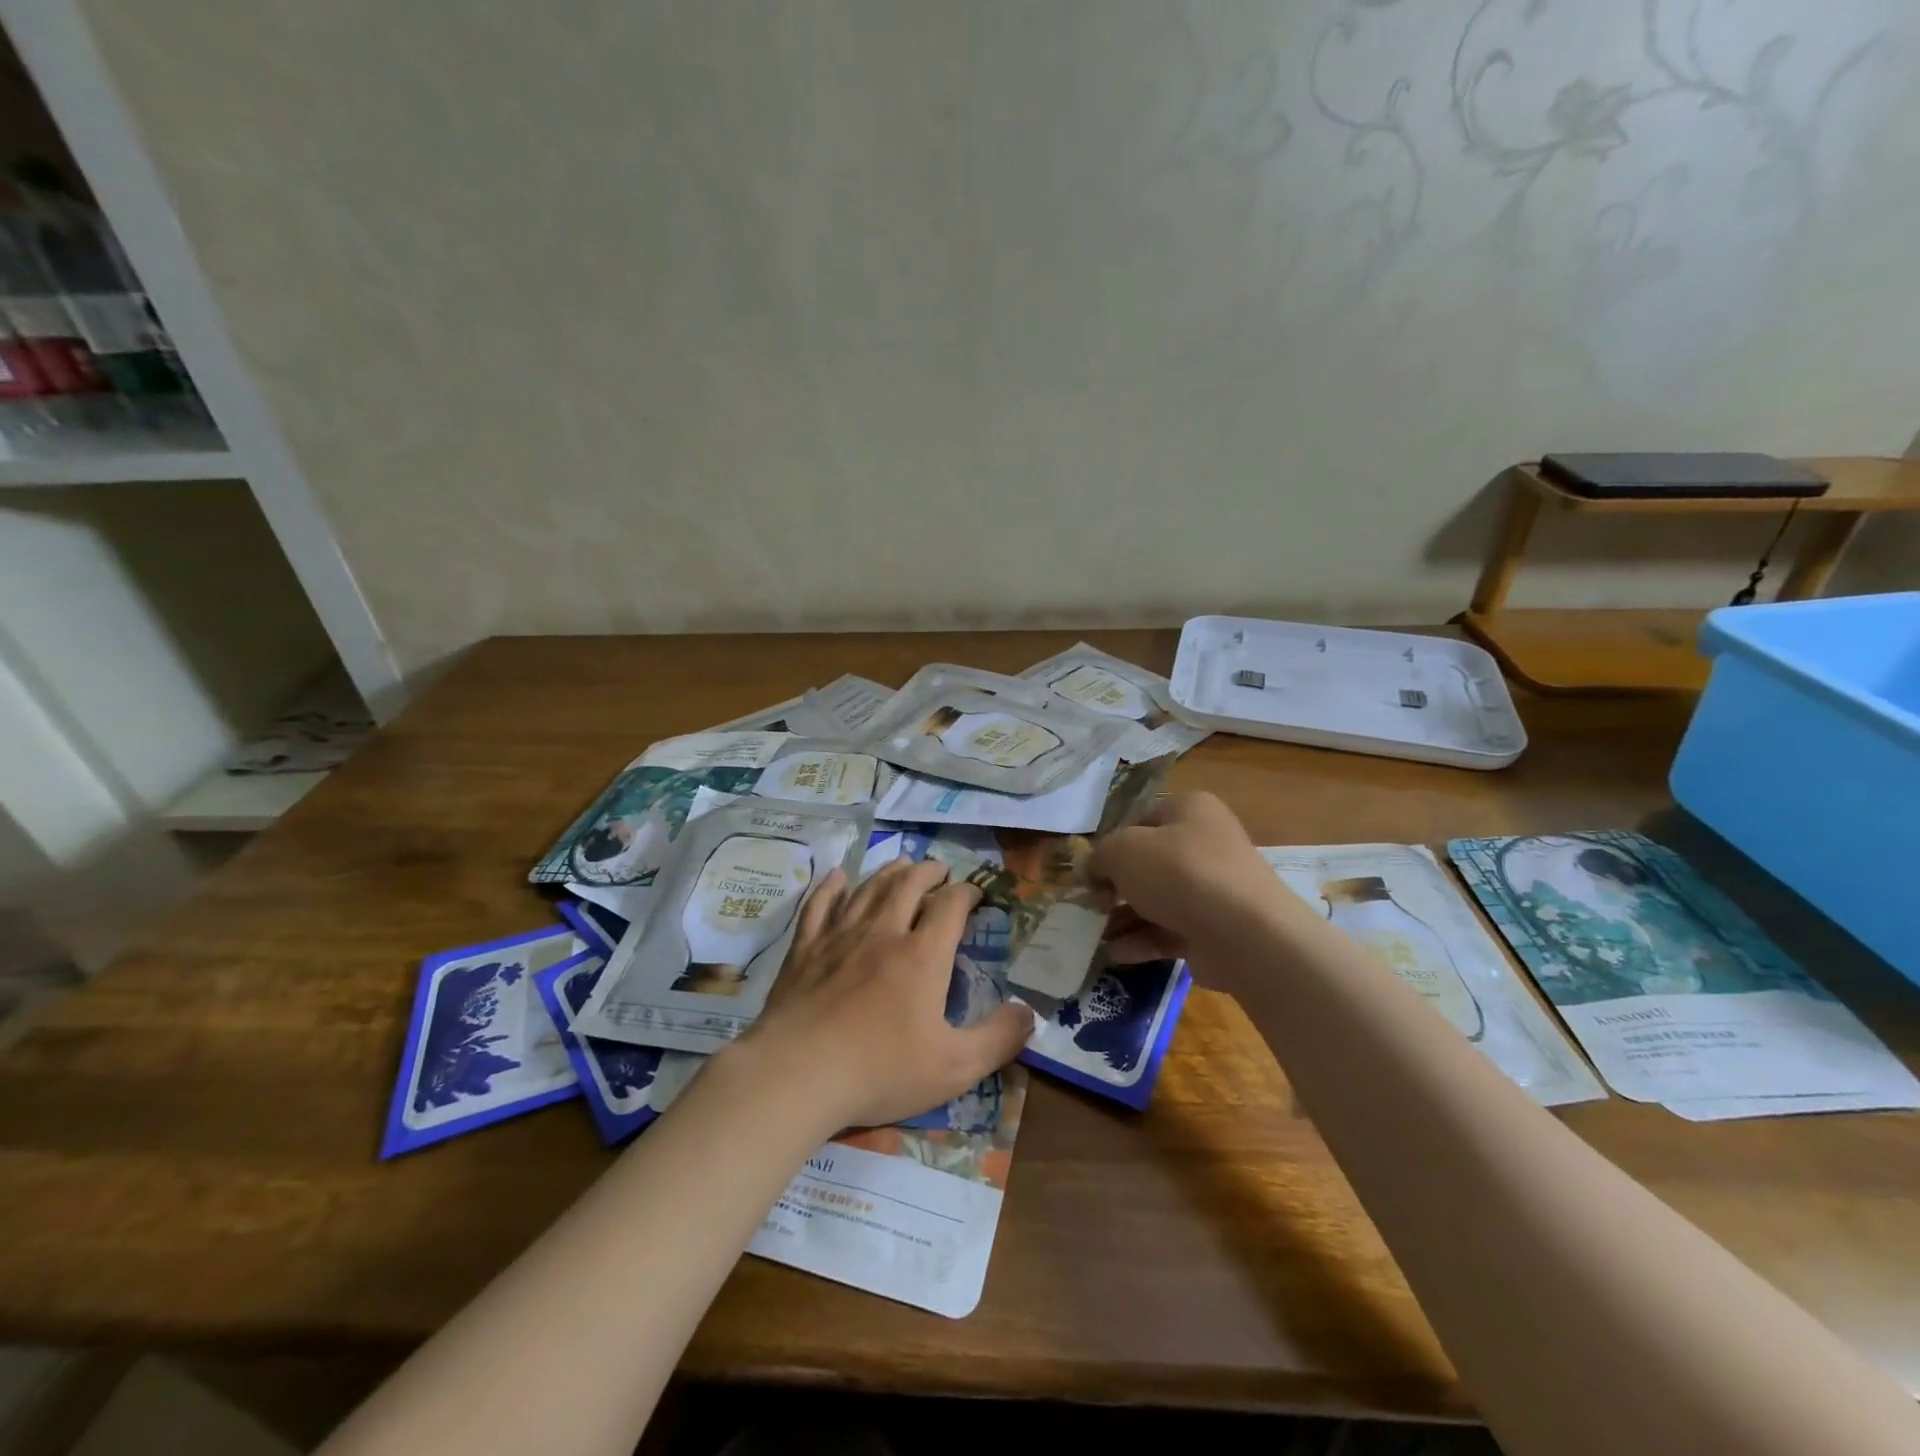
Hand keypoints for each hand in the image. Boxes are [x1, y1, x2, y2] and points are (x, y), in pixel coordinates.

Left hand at [737, 858, 1034, 1129]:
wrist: (797, 1074)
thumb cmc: (880, 1070)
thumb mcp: (955, 1067)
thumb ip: (999, 1038)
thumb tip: (1030, 1012)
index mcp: (922, 956)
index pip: (950, 907)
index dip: (966, 893)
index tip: (975, 893)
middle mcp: (883, 932)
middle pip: (909, 885)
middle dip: (929, 872)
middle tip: (940, 869)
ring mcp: (839, 936)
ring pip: (868, 889)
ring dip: (889, 872)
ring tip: (902, 864)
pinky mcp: (805, 949)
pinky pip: (819, 905)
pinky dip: (831, 887)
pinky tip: (836, 877)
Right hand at [1087, 791, 1282, 962]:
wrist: (1246, 934)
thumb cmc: (1180, 873)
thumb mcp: (1123, 851)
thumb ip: (1099, 857)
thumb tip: (1093, 871)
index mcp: (1189, 810)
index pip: (1138, 821)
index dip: (1110, 846)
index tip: (1091, 873)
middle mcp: (1204, 843)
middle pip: (1146, 864)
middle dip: (1114, 888)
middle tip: (1093, 906)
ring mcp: (1212, 888)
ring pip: (1156, 900)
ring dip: (1123, 918)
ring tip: (1095, 937)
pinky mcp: (1214, 929)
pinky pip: (1169, 930)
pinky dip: (1142, 940)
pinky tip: (1115, 954)